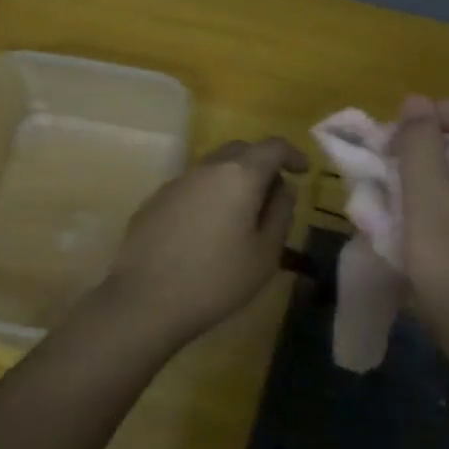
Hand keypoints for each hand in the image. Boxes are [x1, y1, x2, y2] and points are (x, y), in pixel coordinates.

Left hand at [102, 136, 307, 344]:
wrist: (145, 301)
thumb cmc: (217, 280)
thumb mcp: (265, 253)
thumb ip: (280, 213)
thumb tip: (284, 189)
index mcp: (239, 175)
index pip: (273, 147)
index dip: (292, 154)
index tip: (303, 171)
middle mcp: (206, 169)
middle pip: (240, 150)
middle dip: (262, 164)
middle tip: (274, 193)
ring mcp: (176, 183)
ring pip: (213, 168)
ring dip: (233, 181)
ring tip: (242, 215)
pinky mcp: (154, 202)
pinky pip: (191, 188)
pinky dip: (209, 196)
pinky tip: (208, 230)